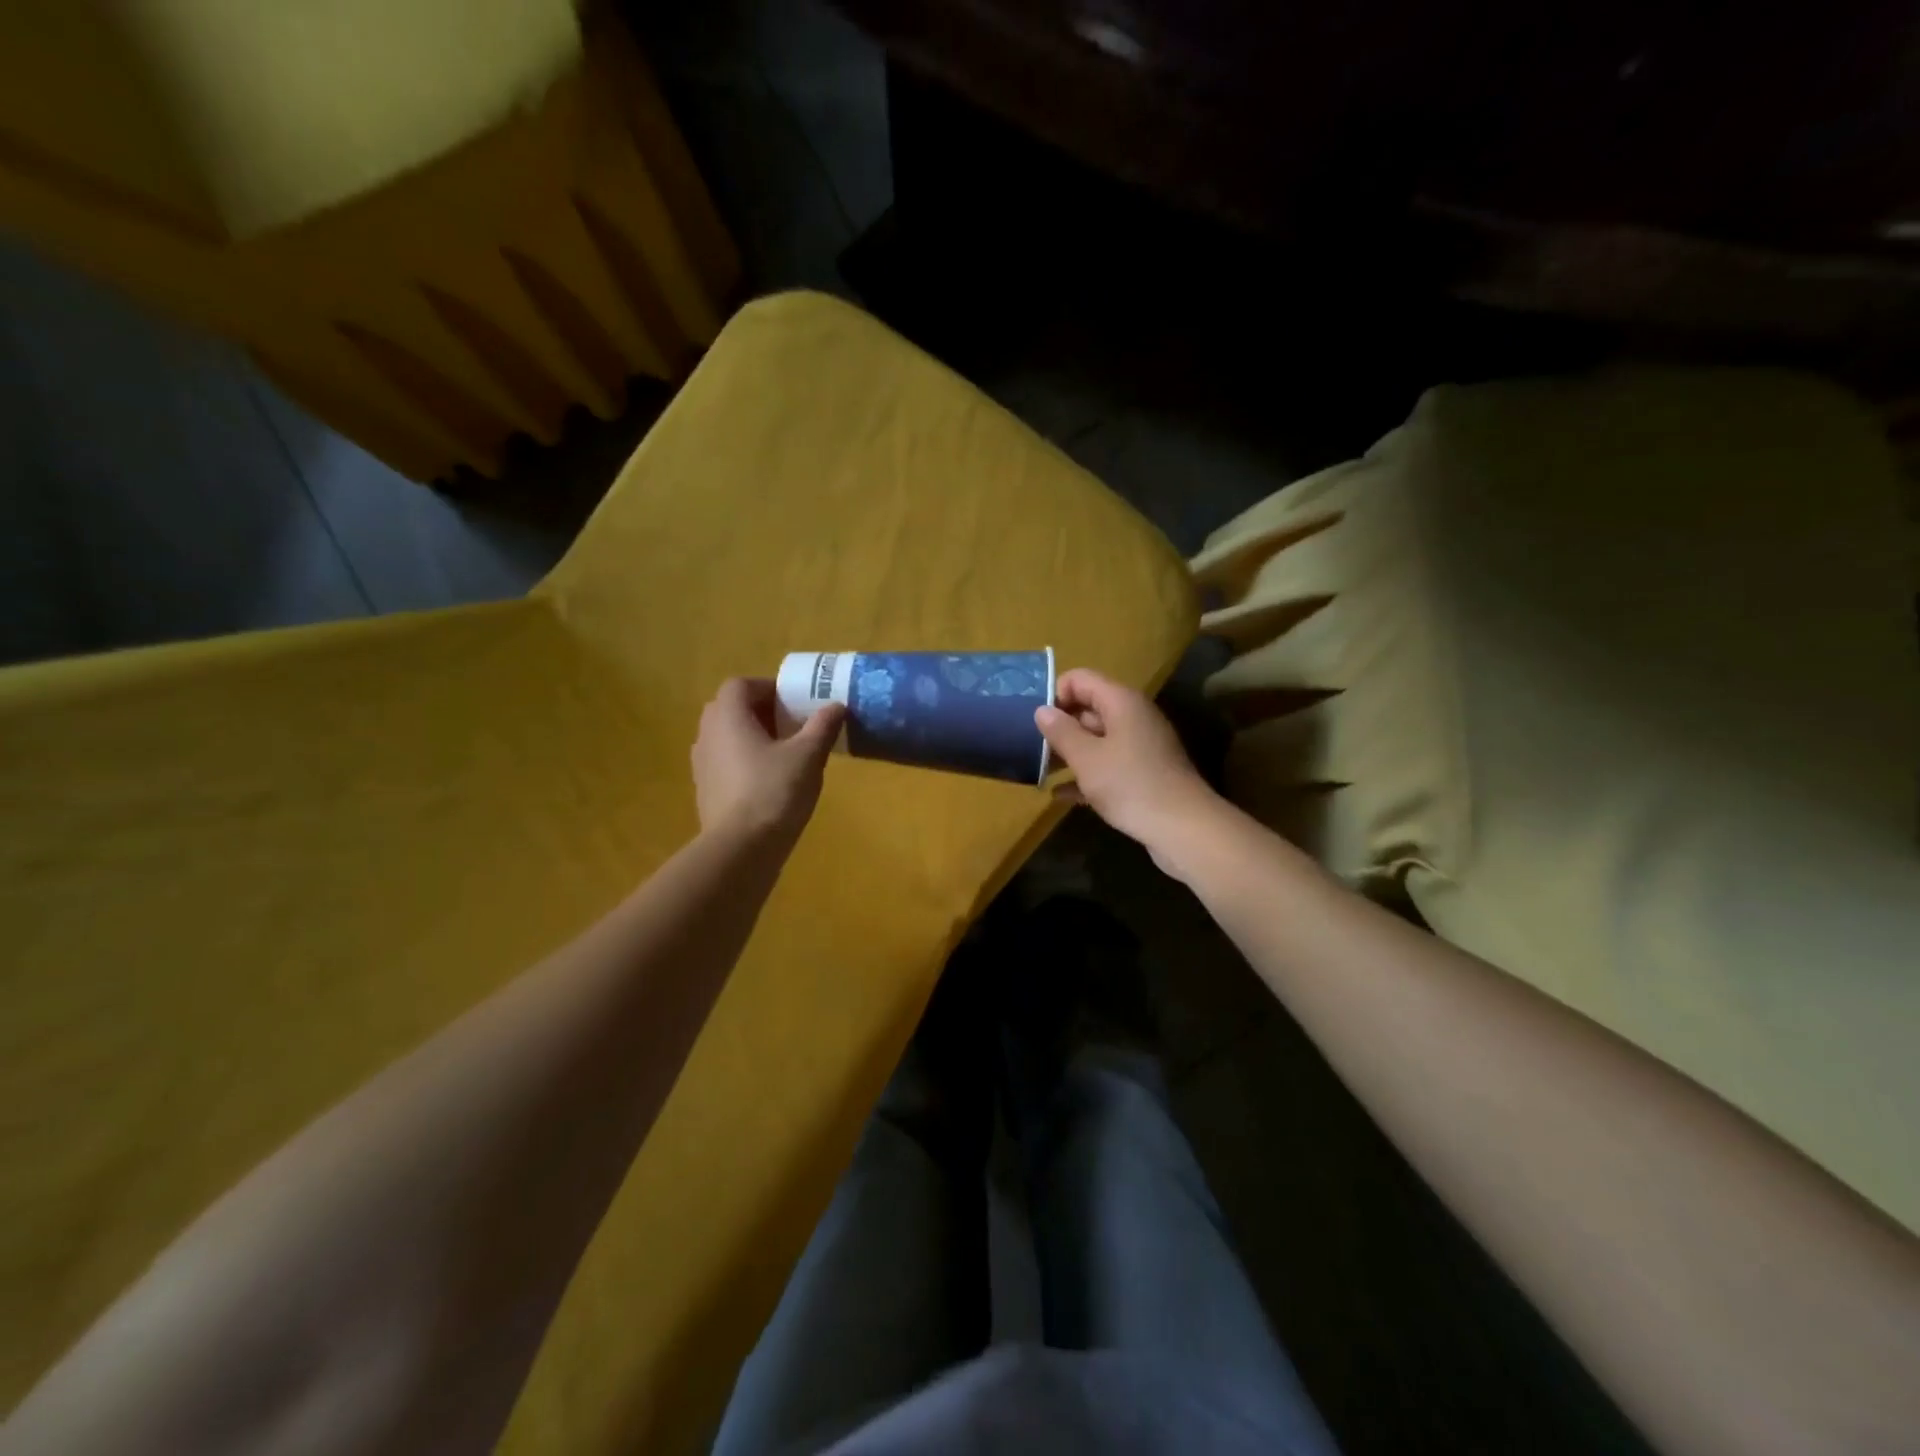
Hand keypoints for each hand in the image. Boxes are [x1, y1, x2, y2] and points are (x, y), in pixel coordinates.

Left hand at [692, 678, 844, 844]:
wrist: (741, 848)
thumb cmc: (774, 791)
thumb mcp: (808, 756)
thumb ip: (822, 726)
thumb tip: (836, 705)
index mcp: (728, 717)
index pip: (740, 685)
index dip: (766, 687)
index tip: (793, 701)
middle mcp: (707, 734)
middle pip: (729, 709)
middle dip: (760, 711)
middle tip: (791, 725)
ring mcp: (701, 765)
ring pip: (725, 737)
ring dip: (751, 737)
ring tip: (783, 754)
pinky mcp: (705, 791)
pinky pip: (724, 763)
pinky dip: (743, 762)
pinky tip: (769, 782)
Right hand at [1035, 669, 1222, 870]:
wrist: (1184, 828)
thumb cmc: (1130, 785)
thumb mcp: (1087, 758)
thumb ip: (1061, 732)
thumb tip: (1042, 710)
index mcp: (1121, 702)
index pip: (1080, 679)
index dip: (1055, 694)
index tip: (1035, 721)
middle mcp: (1132, 717)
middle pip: (1088, 709)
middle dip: (1059, 727)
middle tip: (1032, 749)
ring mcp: (1140, 746)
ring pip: (1096, 739)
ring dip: (1069, 753)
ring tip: (1040, 771)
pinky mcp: (1143, 773)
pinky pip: (1108, 765)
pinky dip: (1086, 775)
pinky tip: (1060, 795)